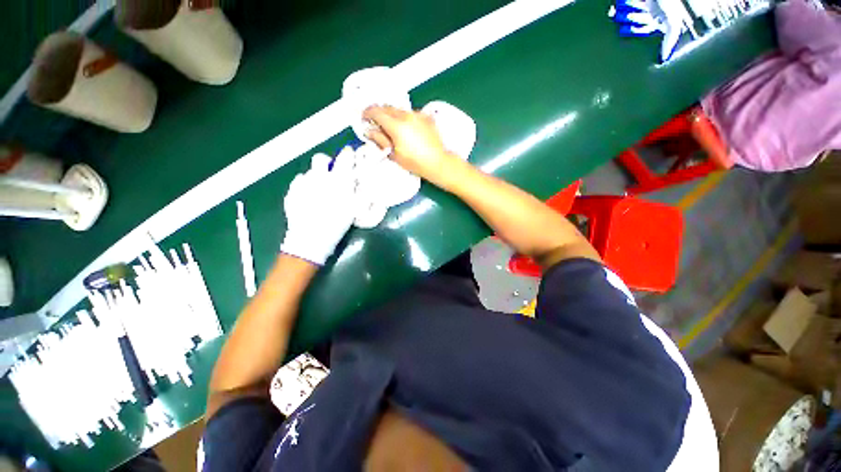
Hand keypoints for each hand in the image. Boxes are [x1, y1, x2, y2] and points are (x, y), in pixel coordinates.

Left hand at [280, 147, 356, 264]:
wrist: (312, 237)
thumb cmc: (338, 223)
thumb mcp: (355, 208)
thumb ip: (358, 191)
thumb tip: (358, 180)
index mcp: (338, 179)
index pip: (345, 157)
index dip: (348, 154)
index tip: (350, 154)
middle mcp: (320, 176)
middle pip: (321, 158)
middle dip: (327, 162)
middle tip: (332, 173)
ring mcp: (303, 183)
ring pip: (310, 171)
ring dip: (316, 176)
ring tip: (320, 190)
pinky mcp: (291, 192)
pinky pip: (299, 182)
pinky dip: (304, 186)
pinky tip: (308, 197)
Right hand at [363, 105, 462, 189]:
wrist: (437, 162)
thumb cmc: (415, 162)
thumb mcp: (394, 154)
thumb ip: (380, 140)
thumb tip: (370, 131)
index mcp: (396, 125)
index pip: (376, 111)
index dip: (367, 114)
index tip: (364, 119)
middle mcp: (407, 116)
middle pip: (387, 107)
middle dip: (379, 114)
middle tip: (376, 125)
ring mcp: (417, 115)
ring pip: (399, 110)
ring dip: (392, 115)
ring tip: (392, 129)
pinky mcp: (426, 117)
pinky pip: (410, 113)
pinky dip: (404, 118)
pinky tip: (406, 130)